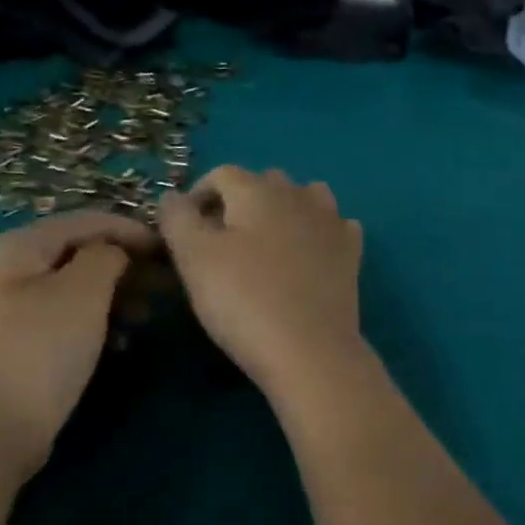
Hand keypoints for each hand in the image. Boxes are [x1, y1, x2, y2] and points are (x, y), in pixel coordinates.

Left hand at [0, 211, 157, 476]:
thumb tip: (117, 251)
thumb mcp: (82, 294)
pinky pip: (66, 316)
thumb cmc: (39, 354)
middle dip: (126, 265)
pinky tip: (119, 342)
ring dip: (116, 295)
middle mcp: (9, 268)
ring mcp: (10, 307)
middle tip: (166, 287)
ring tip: (147, 317)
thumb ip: (107, 256)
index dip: (133, 230)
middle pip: (80, 251)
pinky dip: (96, 321)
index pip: (87, 220)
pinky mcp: (19, 342)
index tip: (172, 250)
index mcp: (19, 246)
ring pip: (76, 286)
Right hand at [159, 167, 365, 399]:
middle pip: (264, 182)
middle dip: (239, 202)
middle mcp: (298, 195)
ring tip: (265, 244)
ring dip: (283, 210)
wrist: (309, 350)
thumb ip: (177, 218)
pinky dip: (317, 232)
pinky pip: (334, 227)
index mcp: (257, 190)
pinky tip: (307, 255)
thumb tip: (173, 197)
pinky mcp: (351, 253)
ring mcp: (331, 223)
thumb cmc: (243, 299)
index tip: (184, 229)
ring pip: (305, 197)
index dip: (198, 195)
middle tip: (220, 241)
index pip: (221, 174)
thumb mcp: (193, 257)